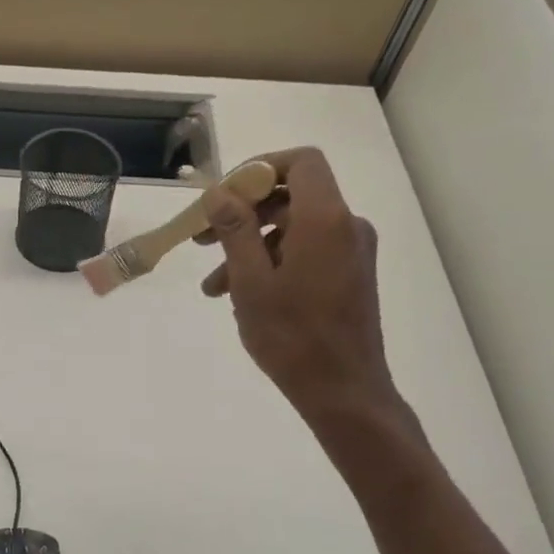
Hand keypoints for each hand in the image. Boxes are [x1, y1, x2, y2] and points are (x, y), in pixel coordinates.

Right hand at [197, 147, 409, 442]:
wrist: (343, 391)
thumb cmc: (292, 337)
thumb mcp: (251, 281)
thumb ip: (235, 230)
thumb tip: (219, 192)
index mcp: (325, 219)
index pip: (301, 162)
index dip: (261, 168)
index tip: (225, 195)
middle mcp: (345, 226)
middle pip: (291, 196)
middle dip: (243, 214)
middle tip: (202, 240)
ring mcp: (351, 252)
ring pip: (292, 230)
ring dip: (250, 247)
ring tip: (213, 286)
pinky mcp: (349, 275)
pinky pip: (306, 252)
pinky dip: (272, 263)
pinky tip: (241, 296)